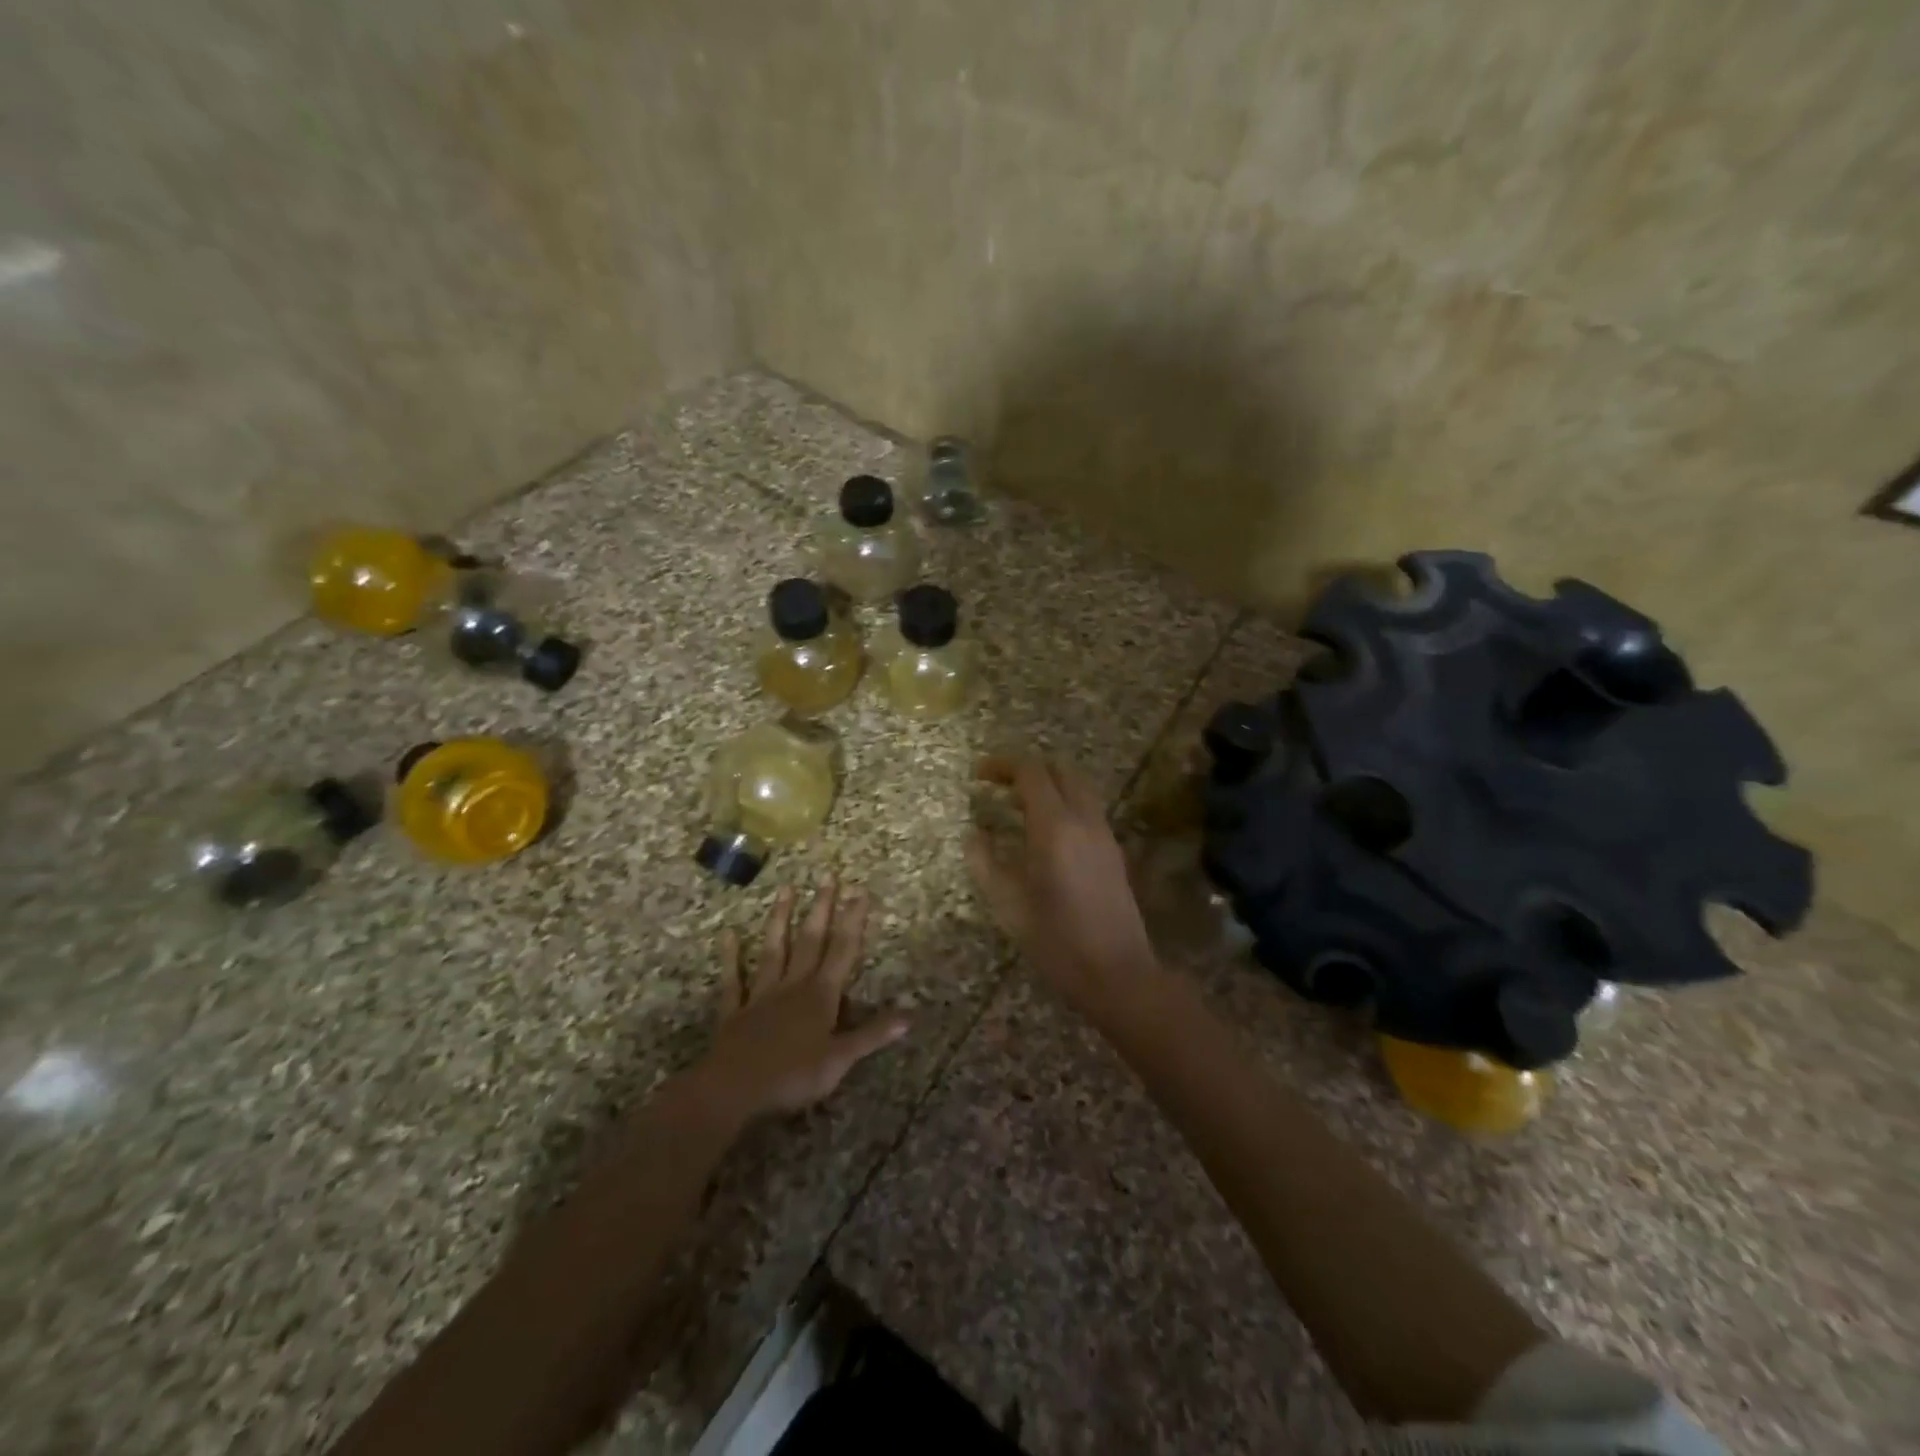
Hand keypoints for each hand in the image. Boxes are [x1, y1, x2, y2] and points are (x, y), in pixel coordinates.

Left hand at [695, 880, 909, 1120]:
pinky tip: (727, 934)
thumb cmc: (793, 1076)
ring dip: (780, 920)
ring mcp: (762, 995)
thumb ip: (873, 1034)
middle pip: (810, 940)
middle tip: (827, 876)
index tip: (859, 891)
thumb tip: (911, 1015)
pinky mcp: (735, 1012)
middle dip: (821, 908)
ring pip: (774, 950)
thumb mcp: (840, 1059)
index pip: (842, 950)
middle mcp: (793, 986)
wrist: (733, 1091)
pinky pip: (734, 980)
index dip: (852, 920)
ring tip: (786, 888)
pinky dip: (731, 957)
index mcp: (821, 996)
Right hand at [965, 754, 1159, 1013]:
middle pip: (1059, 770)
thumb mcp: (1008, 904)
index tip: (978, 775)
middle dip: (1026, 769)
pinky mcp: (1113, 851)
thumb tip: (974, 834)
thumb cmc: (1056, 941)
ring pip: (1078, 787)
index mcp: (1055, 826)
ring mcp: (1104, 834)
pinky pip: (1087, 808)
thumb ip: (985, 862)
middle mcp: (1084, 820)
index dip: (1002, 765)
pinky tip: (1044, 831)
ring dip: (1048, 784)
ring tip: (1016, 805)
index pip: (1031, 772)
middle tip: (997, 785)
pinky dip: (1063, 802)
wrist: (1117, 973)